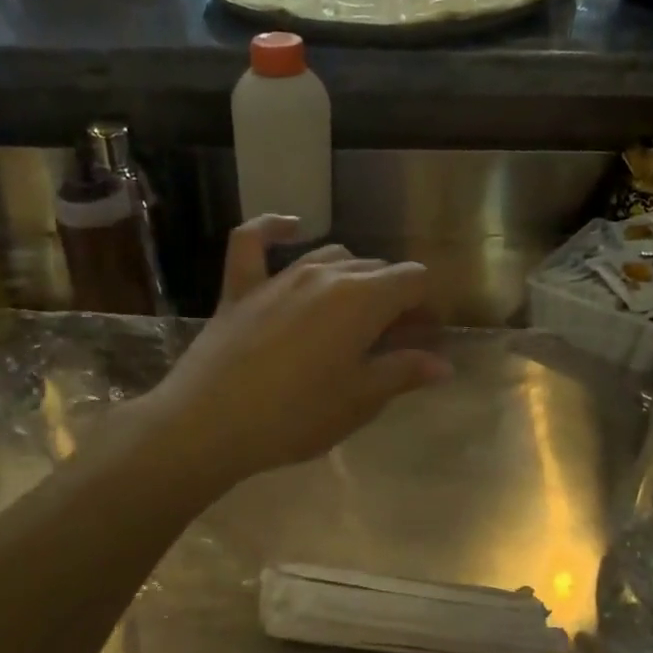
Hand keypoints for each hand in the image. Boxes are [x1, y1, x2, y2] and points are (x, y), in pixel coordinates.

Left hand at [147, 216, 451, 486]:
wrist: (209, 424)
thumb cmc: (296, 417)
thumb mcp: (359, 401)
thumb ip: (403, 373)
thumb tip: (442, 365)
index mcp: (362, 299)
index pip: (413, 280)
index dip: (426, 305)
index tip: (425, 336)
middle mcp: (325, 274)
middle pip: (376, 268)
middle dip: (395, 296)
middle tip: (396, 338)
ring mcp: (279, 277)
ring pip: (330, 255)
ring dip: (353, 276)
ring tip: (357, 310)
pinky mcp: (240, 288)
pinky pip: (253, 241)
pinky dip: (273, 229)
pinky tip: (291, 228)